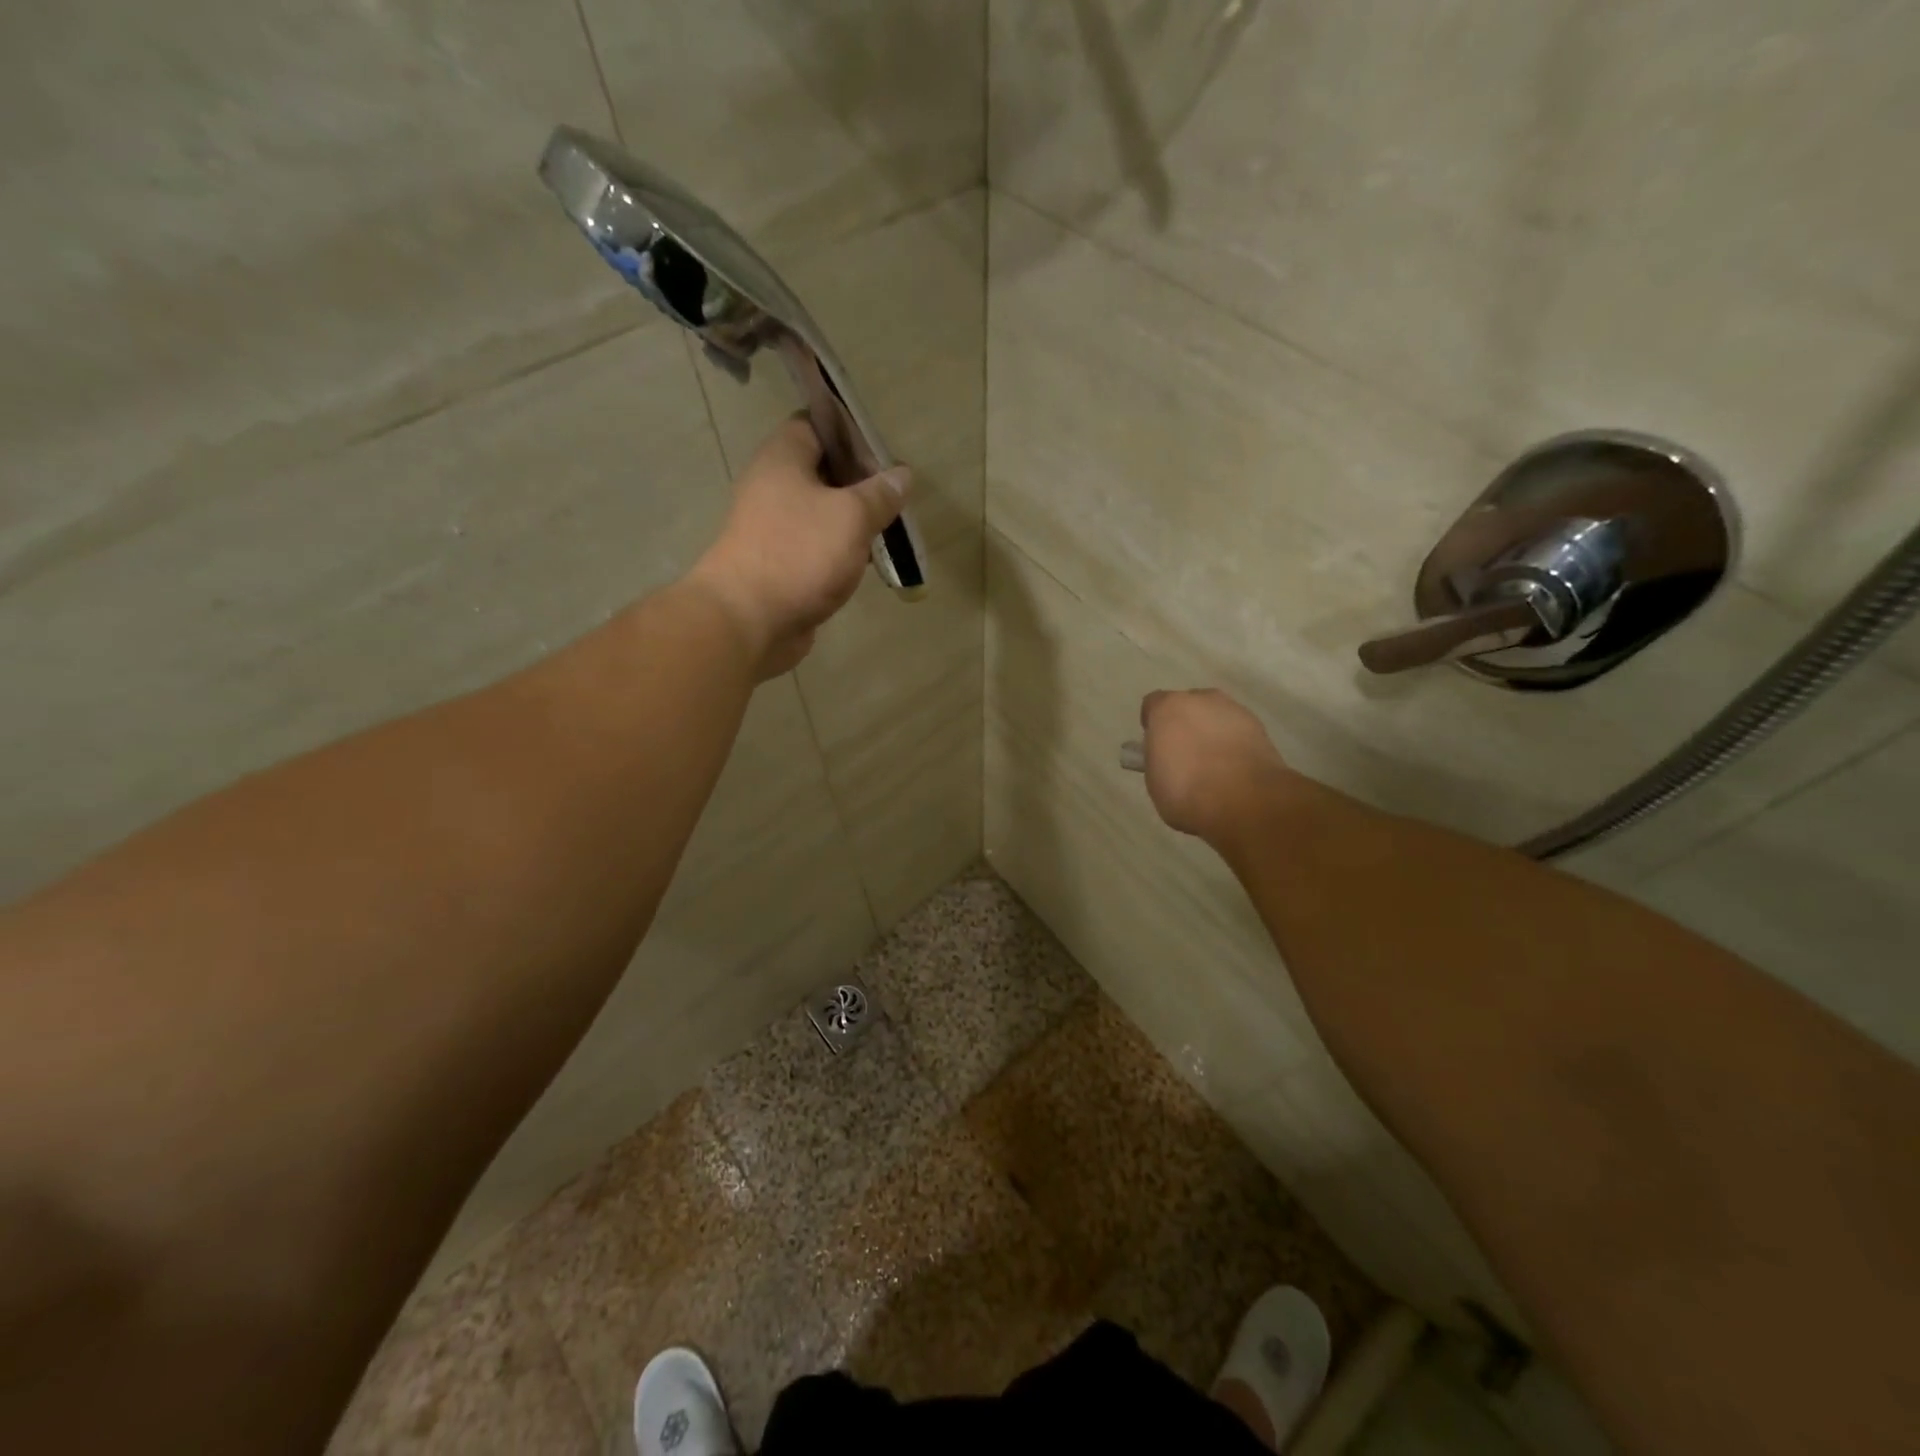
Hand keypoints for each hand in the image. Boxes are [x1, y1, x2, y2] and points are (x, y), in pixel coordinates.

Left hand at [686, 417, 910, 678]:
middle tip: (896, 495)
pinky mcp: (782, 564)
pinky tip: (868, 563)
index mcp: (783, 459)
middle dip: (860, 482)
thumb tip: (902, 474)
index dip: (852, 432)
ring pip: (822, 513)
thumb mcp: (851, 516)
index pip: (817, 424)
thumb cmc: (799, 554)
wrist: (749, 621)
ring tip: (890, 529)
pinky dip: (842, 550)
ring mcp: (775, 528)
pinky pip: (817, 547)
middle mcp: (773, 487)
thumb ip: (880, 494)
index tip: (885, 451)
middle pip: (822, 471)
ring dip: (854, 520)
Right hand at [1138, 689, 1295, 843]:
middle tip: (1184, 753)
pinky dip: (1234, 743)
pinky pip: (1237, 730)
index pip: (1153, 705)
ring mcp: (1234, 710)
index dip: (1153, 724)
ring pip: (1216, 716)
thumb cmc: (1187, 790)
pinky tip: (1233, 768)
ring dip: (1211, 732)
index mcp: (1168, 708)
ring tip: (1213, 764)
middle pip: (1187, 705)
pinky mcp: (1260, 726)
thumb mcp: (1155, 779)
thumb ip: (1158, 758)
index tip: (1155, 745)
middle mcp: (1201, 699)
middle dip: (1185, 724)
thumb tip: (1167, 757)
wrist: (1244, 801)